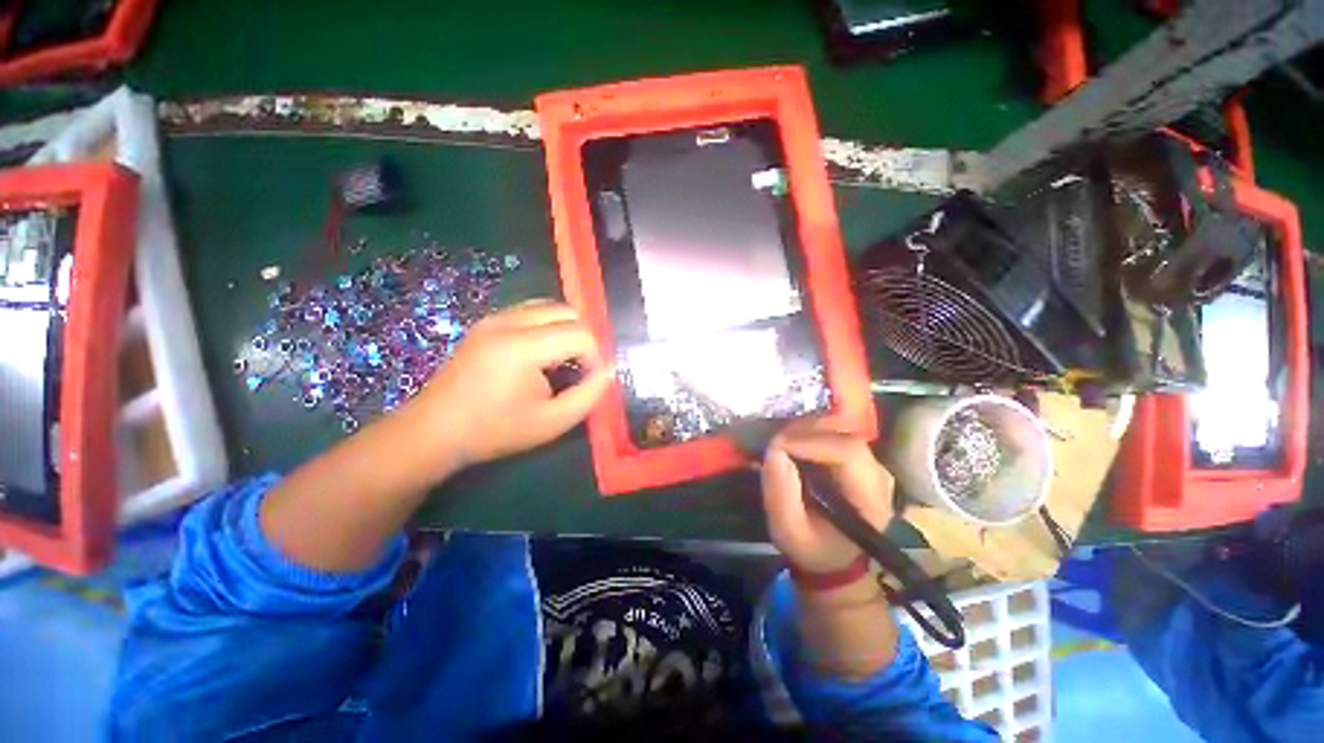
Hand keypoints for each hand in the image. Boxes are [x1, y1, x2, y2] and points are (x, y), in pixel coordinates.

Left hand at [417, 299, 613, 466]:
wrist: (434, 430)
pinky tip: (542, 354)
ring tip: (562, 360)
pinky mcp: (487, 322)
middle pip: (568, 311)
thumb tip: (609, 371)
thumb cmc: (495, 430)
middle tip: (579, 369)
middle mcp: (508, 322)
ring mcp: (494, 318)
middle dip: (583, 338)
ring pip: (550, 307)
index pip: (580, 334)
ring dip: (566, 330)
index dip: (595, 356)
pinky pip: (531, 311)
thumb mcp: (552, 422)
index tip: (589, 381)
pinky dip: (548, 326)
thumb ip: (589, 395)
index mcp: (522, 347)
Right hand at [760, 419, 895, 574]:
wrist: (835, 558)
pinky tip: (792, 441)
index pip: (848, 452)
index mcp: (870, 499)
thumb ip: (781, 495)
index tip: (776, 446)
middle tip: (774, 440)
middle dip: (804, 432)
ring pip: (840, 429)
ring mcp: (871, 463)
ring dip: (806, 429)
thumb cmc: (814, 548)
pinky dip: (810, 432)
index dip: (810, 442)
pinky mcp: (858, 458)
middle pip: (844, 435)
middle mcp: (878, 474)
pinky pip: (835, 433)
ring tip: (781, 440)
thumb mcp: (789, 532)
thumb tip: (774, 451)